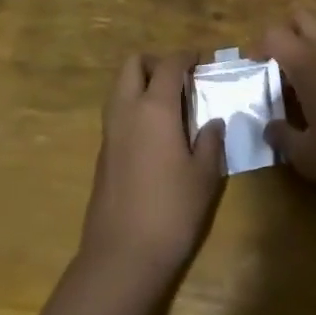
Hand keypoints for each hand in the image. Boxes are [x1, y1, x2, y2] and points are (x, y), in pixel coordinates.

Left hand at [78, 52, 224, 291]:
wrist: (121, 257)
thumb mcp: (204, 176)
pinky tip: (156, 134)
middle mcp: (127, 111)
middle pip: (133, 65)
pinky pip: (117, 113)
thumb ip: (210, 142)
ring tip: (171, 105)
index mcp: (155, 108)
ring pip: (119, 87)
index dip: (186, 57)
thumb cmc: (171, 212)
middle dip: (156, 62)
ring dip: (141, 84)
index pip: (169, 65)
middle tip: (180, 79)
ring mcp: (109, 132)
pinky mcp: (102, 154)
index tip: (202, 60)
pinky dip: (134, 108)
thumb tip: (212, 122)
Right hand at [260, 8, 315, 206]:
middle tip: (276, 66)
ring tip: (299, 84)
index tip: (253, 70)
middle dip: (284, 32)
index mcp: (307, 62)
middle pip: (301, 16)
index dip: (258, 47)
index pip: (273, 34)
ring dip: (308, 45)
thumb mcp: (308, 156)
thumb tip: (269, 126)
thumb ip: (282, 137)